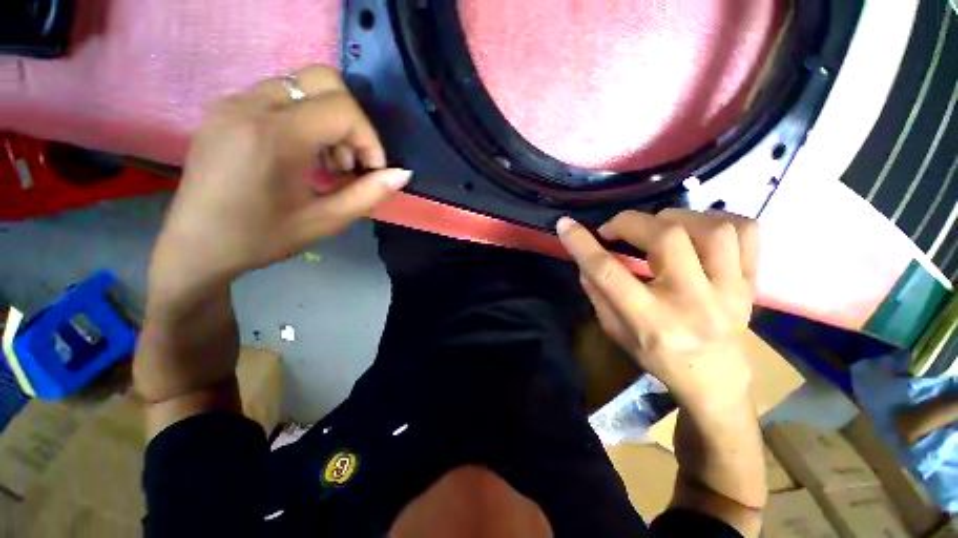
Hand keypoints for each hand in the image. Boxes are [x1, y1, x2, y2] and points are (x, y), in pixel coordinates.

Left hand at [149, 65, 409, 302]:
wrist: (196, 246)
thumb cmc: (262, 238)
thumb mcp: (325, 221)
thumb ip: (369, 194)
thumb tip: (403, 174)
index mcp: (274, 137)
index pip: (342, 110)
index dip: (369, 139)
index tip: (372, 171)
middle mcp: (250, 106)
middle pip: (323, 80)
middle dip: (351, 121)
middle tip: (350, 161)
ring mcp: (233, 103)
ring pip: (301, 86)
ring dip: (328, 119)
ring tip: (327, 162)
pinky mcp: (225, 109)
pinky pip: (279, 96)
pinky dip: (304, 118)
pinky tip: (302, 154)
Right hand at [557, 209, 759, 408]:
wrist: (714, 379)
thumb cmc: (657, 357)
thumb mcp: (615, 331)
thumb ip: (598, 293)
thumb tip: (586, 258)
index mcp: (651, 321)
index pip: (610, 273)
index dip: (582, 244)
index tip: (565, 225)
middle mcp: (693, 302)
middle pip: (666, 239)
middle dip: (630, 222)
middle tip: (616, 229)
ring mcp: (731, 290)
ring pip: (711, 229)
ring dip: (674, 218)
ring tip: (657, 227)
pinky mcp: (751, 282)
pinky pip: (747, 232)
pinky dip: (718, 219)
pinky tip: (696, 230)